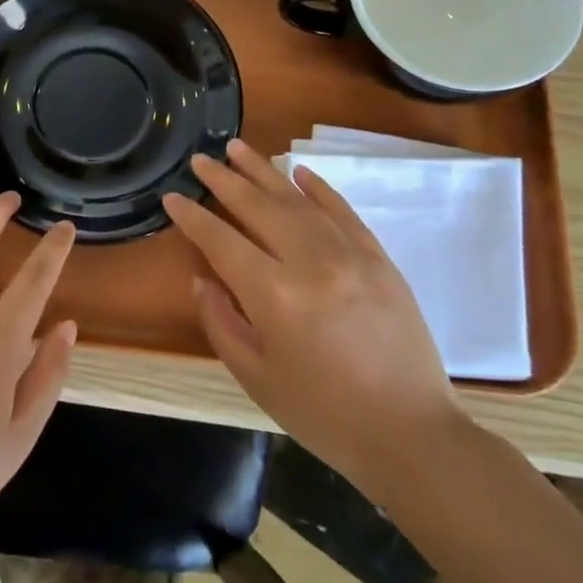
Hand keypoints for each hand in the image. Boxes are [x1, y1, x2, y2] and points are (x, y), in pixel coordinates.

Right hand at [163, 139, 463, 501]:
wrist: (411, 435)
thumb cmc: (322, 413)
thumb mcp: (255, 376)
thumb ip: (221, 321)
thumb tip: (203, 278)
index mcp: (274, 295)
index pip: (221, 240)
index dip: (192, 218)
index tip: (172, 197)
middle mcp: (311, 262)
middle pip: (258, 207)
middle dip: (224, 180)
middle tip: (200, 159)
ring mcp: (351, 256)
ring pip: (299, 200)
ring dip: (265, 171)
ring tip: (237, 148)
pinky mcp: (380, 260)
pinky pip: (344, 212)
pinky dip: (319, 189)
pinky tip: (299, 172)